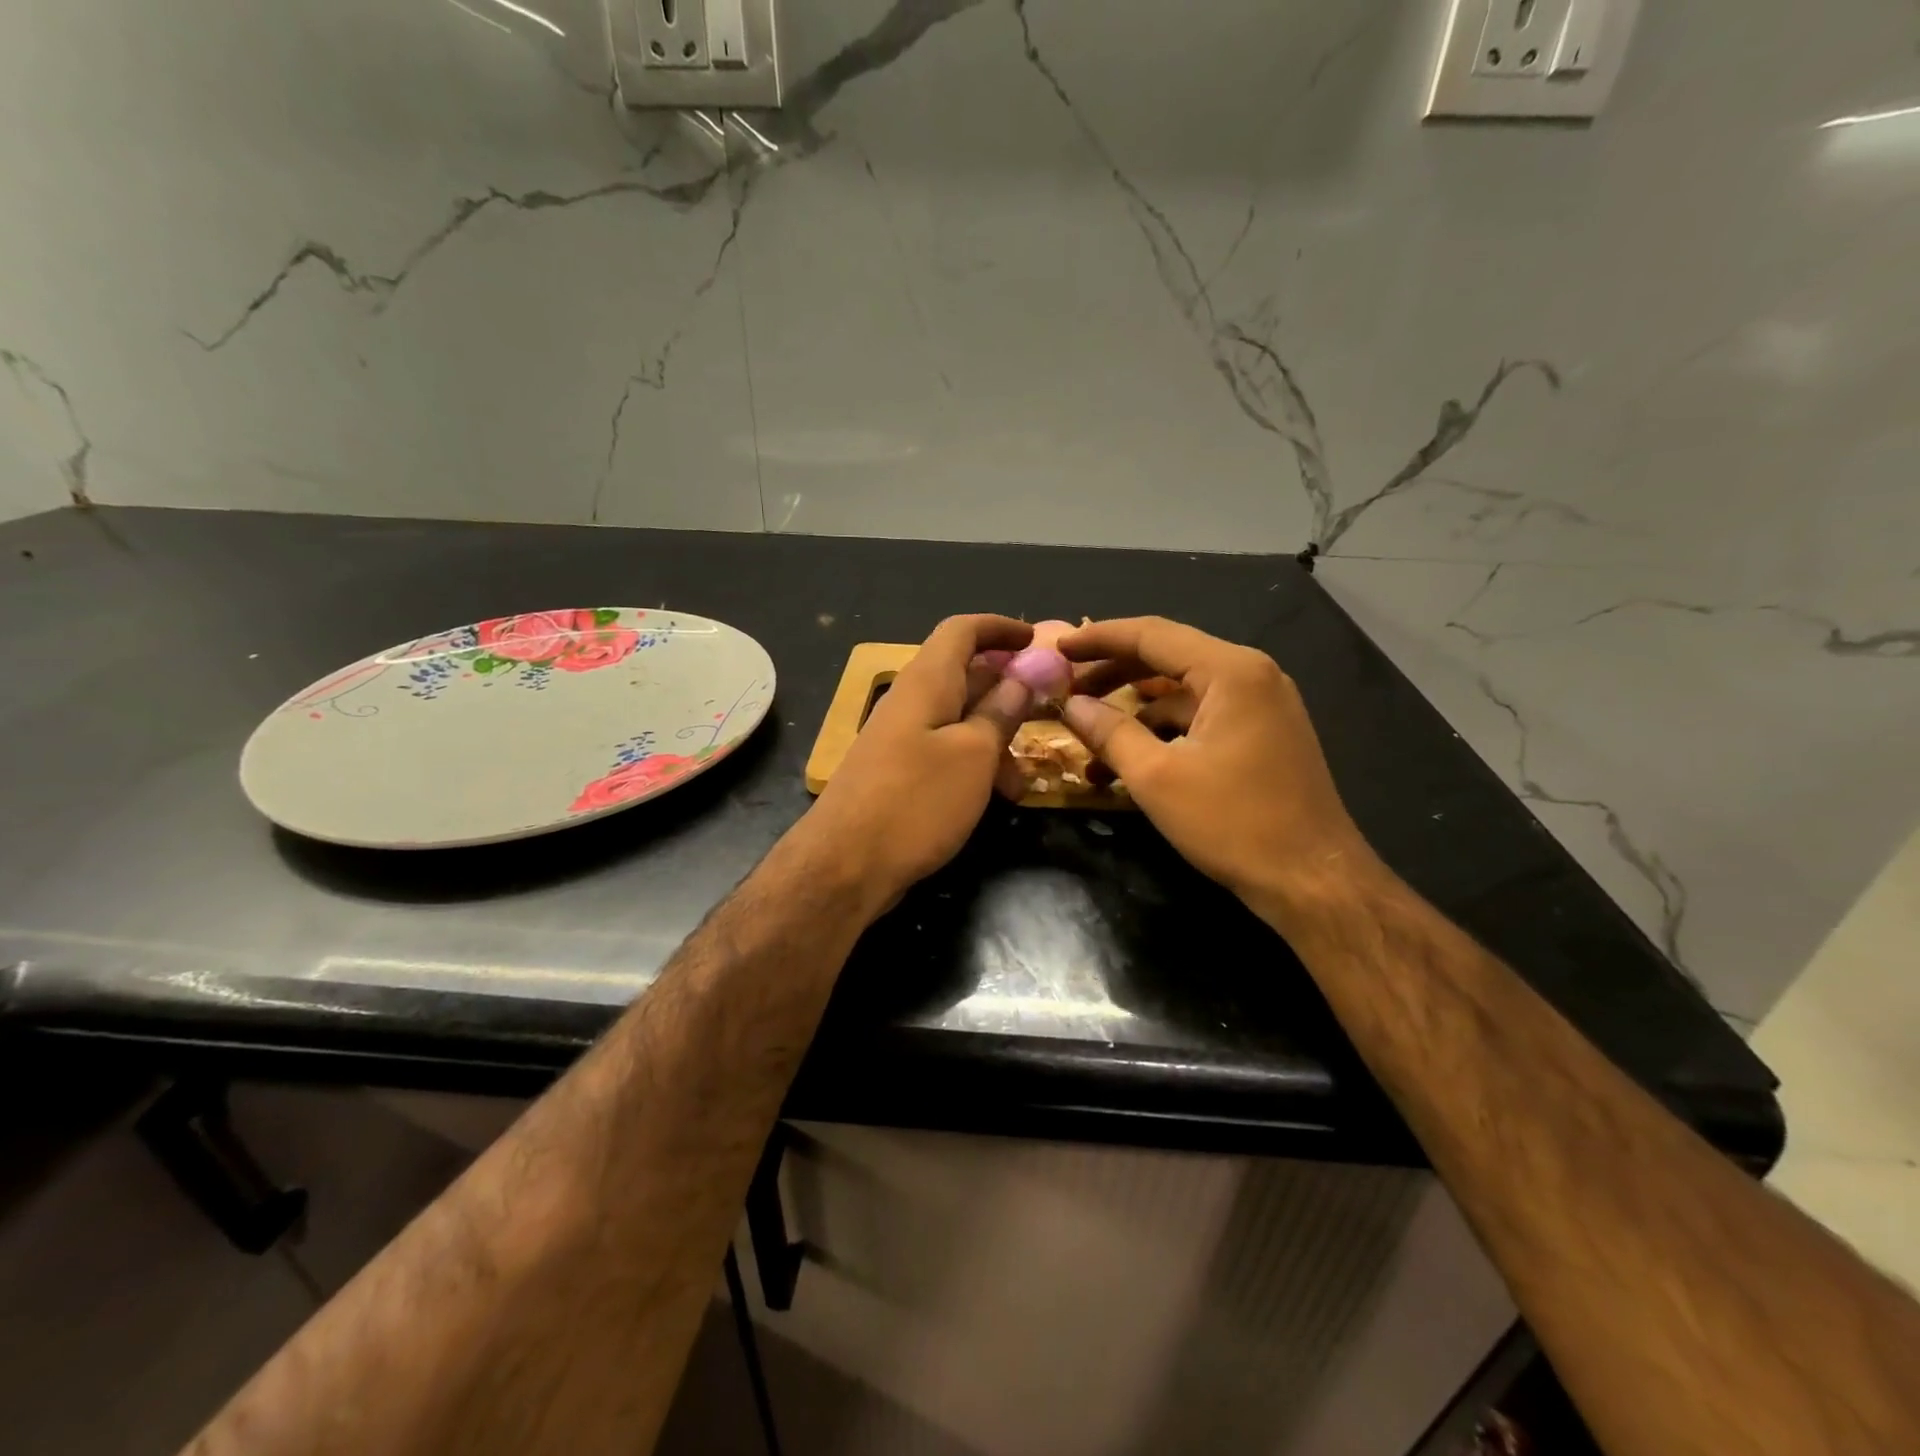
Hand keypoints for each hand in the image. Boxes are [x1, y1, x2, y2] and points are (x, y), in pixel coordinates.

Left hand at [805, 614, 1034, 910]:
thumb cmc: (916, 801)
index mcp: (927, 682)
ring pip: (959, 720)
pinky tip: (997, 795)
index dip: (1000, 628)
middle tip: (1047, 708)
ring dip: (996, 737)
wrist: (846, 864)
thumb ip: (999, 713)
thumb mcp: (973, 755)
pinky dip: (975, 764)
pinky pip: (946, 752)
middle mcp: (912, 702)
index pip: (962, 630)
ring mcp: (902, 739)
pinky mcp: (899, 773)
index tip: (1036, 641)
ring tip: (1024, 776)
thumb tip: (1020, 678)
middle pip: (964, 674)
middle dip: (1008, 688)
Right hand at [1058, 616, 1380, 922]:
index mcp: (1231, 671)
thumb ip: (1109, 732)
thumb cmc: (1234, 823)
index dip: (1099, 639)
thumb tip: (1070, 705)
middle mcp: (1251, 676)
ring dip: (1135, 713)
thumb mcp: (1157, 777)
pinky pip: (1201, 719)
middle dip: (1112, 673)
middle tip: (1066, 688)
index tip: (1057, 649)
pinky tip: (1128, 765)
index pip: (1152, 635)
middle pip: (1167, 658)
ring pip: (1182, 693)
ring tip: (1088, 738)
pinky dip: (1163, 734)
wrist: (1313, 882)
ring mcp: (1261, 706)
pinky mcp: (1262, 735)